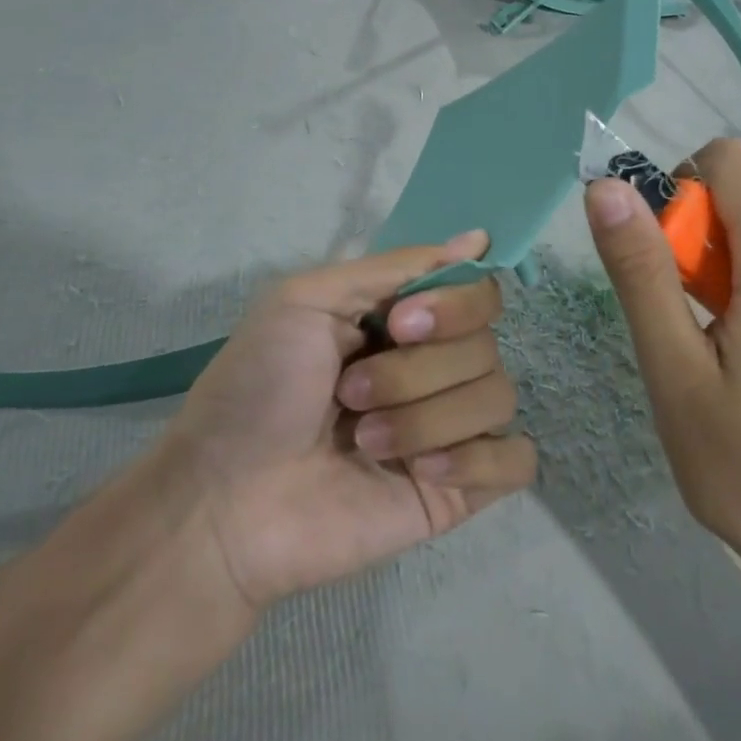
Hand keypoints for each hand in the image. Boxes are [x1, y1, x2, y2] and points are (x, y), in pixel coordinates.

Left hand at [165, 231, 535, 610]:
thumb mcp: (307, 299)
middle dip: (416, 371)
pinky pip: (516, 461)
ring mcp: (448, 428)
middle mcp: (432, 366)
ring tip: (365, 441)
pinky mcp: (457, 489)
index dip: (453, 305)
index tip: (400, 324)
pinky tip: (422, 473)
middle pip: (486, 346)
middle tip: (350, 394)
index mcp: (402, 320)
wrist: (224, 501)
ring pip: (498, 398)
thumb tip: (478, 239)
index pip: (478, 292)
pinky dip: (477, 459)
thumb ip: (395, 267)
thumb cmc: (257, 387)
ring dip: (427, 418)